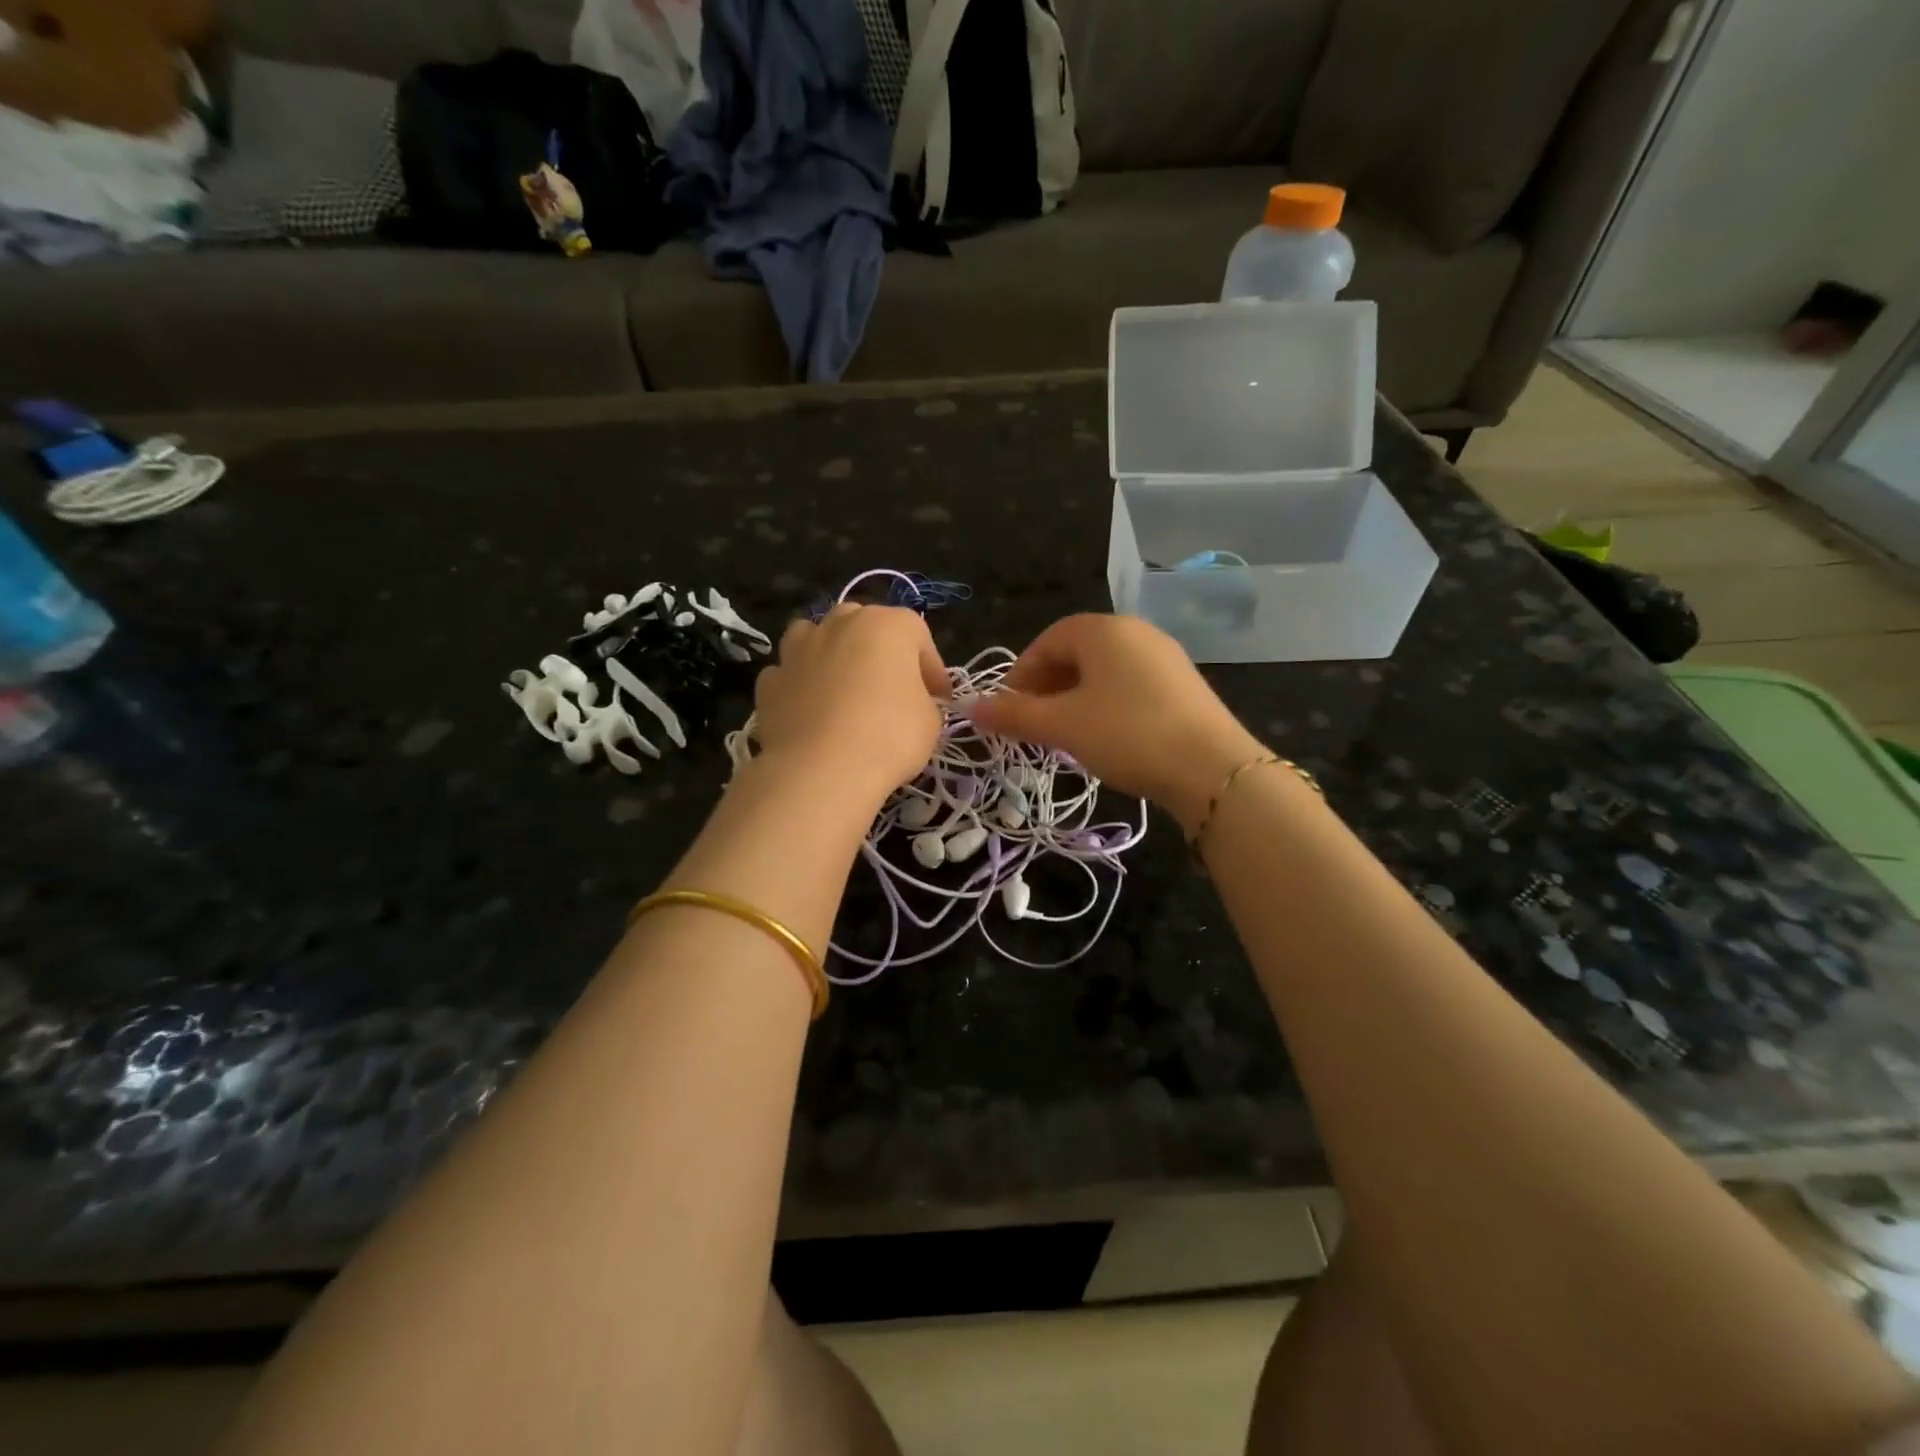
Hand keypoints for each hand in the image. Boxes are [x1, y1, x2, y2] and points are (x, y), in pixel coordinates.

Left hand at [752, 604, 947, 805]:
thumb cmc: (889, 737)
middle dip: (879, 652)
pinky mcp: (770, 681)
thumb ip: (923, 700)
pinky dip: (801, 686)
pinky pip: (791, 674)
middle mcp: (840, 624)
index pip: (918, 635)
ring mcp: (798, 649)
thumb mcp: (930, 721)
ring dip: (832, 655)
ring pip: (818, 637)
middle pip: (864, 625)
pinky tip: (811, 711)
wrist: (820, 770)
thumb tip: (911, 702)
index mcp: (887, 625)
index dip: (931, 668)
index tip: (939, 698)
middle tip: (891, 688)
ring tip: (843, 689)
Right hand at [965, 614, 1263, 828]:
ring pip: (1104, 672)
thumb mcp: (1061, 726)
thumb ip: (1013, 715)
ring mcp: (1165, 657)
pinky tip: (1106, 738)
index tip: (1009, 710)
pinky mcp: (1184, 685)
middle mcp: (1136, 632)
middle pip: (1077, 653)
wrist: (1211, 768)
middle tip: (1034, 725)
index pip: (1048, 640)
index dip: (1022, 674)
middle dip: (1048, 688)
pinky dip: (1107, 705)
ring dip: (1076, 699)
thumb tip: (970, 707)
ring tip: (1066, 735)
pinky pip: (1130, 686)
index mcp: (1103, 630)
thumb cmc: (1125, 734)